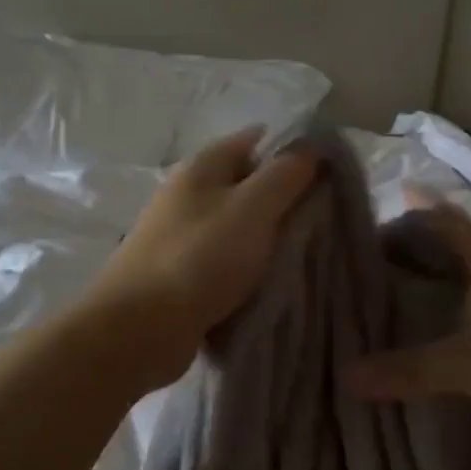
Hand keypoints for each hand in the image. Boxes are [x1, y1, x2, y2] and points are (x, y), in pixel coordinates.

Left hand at [83, 129, 319, 392]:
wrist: (140, 328)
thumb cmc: (200, 258)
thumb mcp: (253, 208)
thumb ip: (285, 175)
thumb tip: (310, 147)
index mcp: (202, 167)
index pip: (255, 141)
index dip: (293, 151)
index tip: (330, 174)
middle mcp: (187, 193)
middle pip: (247, 184)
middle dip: (285, 199)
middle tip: (325, 219)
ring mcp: (180, 235)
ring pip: (237, 225)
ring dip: (267, 237)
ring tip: (306, 252)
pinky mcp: (179, 272)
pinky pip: (224, 260)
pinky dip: (247, 267)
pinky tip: (271, 282)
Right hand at [346, 196, 470, 436]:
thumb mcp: (467, 365)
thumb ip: (408, 371)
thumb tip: (346, 376)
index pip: (445, 221)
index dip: (416, 212)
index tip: (389, 205)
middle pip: (466, 241)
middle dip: (430, 241)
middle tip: (393, 250)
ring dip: (459, 272)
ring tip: (426, 284)